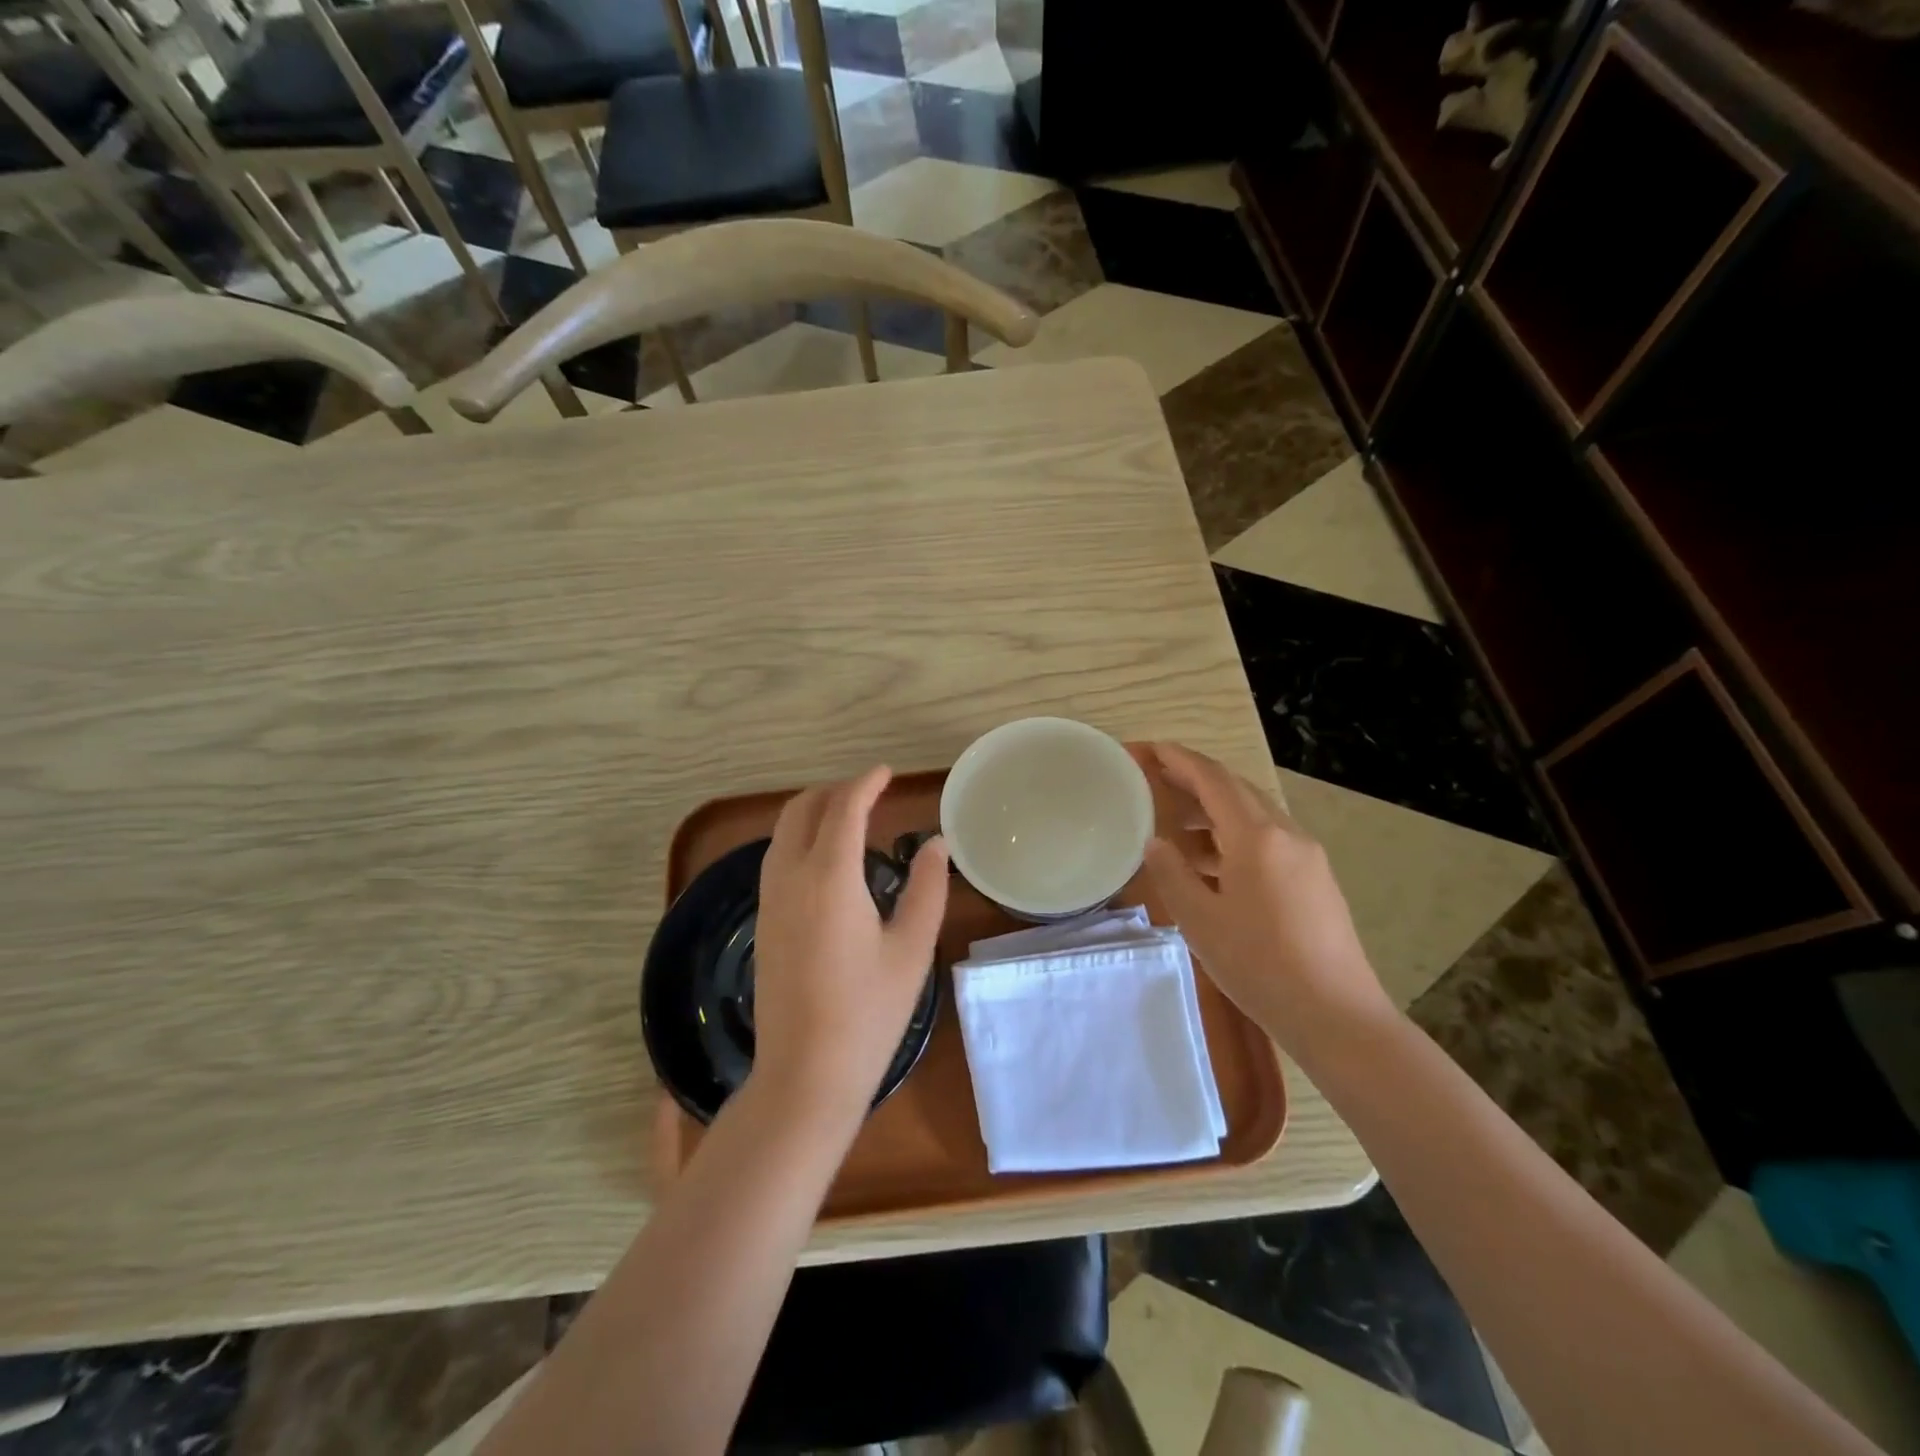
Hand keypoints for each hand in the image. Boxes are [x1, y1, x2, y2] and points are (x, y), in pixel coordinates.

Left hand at [750, 766, 949, 1129]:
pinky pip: (777, 859)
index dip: (866, 783)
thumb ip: (927, 888)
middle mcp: (790, 878)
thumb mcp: (911, 949)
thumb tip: (935, 844)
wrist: (805, 1075)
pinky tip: (828, 863)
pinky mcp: (763, 923)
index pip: (844, 809)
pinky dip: (801, 840)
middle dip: (833, 791)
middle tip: (869, 792)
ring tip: (851, 820)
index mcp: (830, 877)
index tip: (886, 773)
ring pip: (782, 833)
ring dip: (813, 814)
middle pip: (801, 810)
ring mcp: (769, 901)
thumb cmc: (868, 1013)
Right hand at [1143, 743, 1389, 1044]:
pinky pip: (1267, 841)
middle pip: (1235, 790)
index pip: (1212, 778)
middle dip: (1193, 781)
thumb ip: (1172, 874)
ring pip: (1252, 816)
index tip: (1146, 749)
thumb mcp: (1201, 920)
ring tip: (1173, 829)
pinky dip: (1232, 838)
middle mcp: (1286, 834)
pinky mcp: (1315, 879)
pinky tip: (1210, 865)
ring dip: (1212, 813)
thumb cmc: (1260, 966)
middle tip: (1153, 783)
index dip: (1177, 759)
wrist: (1336, 1016)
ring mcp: (1306, 856)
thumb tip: (1155, 843)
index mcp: (1257, 836)